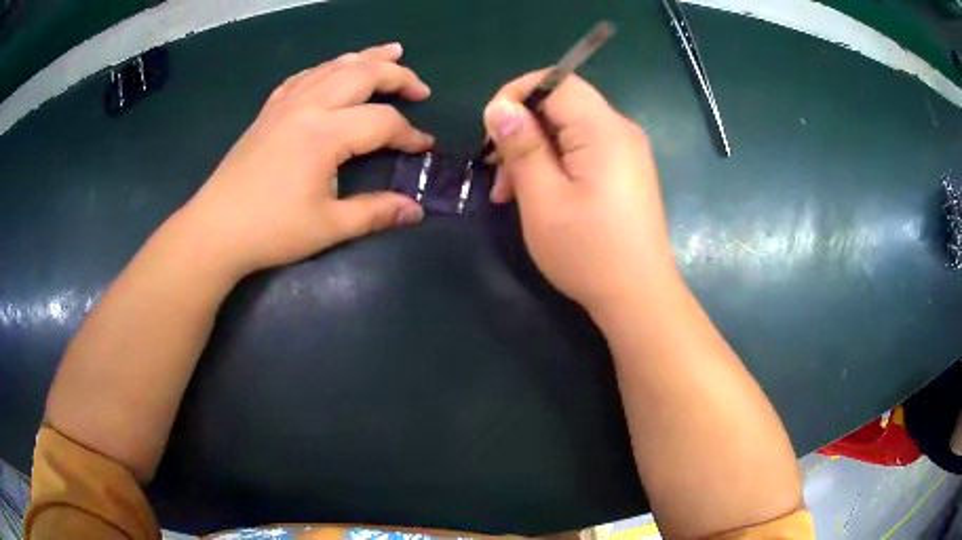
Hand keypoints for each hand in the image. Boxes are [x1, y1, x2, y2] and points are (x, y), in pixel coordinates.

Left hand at [179, 43, 433, 277]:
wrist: (215, 229)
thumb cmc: (271, 230)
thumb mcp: (328, 226)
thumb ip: (375, 213)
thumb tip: (416, 210)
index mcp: (324, 134)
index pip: (382, 122)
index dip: (409, 134)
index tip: (425, 148)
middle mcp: (307, 107)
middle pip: (362, 74)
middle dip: (397, 75)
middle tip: (420, 87)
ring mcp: (285, 104)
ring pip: (333, 66)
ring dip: (366, 57)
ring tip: (391, 52)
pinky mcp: (269, 111)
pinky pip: (304, 76)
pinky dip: (327, 68)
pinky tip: (334, 70)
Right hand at [483, 71, 676, 315]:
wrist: (638, 297)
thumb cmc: (588, 252)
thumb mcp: (542, 199)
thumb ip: (521, 146)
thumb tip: (500, 107)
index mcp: (603, 129)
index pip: (556, 82)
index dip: (516, 95)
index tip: (491, 131)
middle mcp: (621, 131)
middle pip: (561, 105)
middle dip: (522, 131)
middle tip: (498, 175)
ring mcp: (627, 152)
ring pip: (568, 130)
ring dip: (534, 152)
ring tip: (510, 194)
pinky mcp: (626, 172)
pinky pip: (583, 150)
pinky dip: (555, 164)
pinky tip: (539, 195)